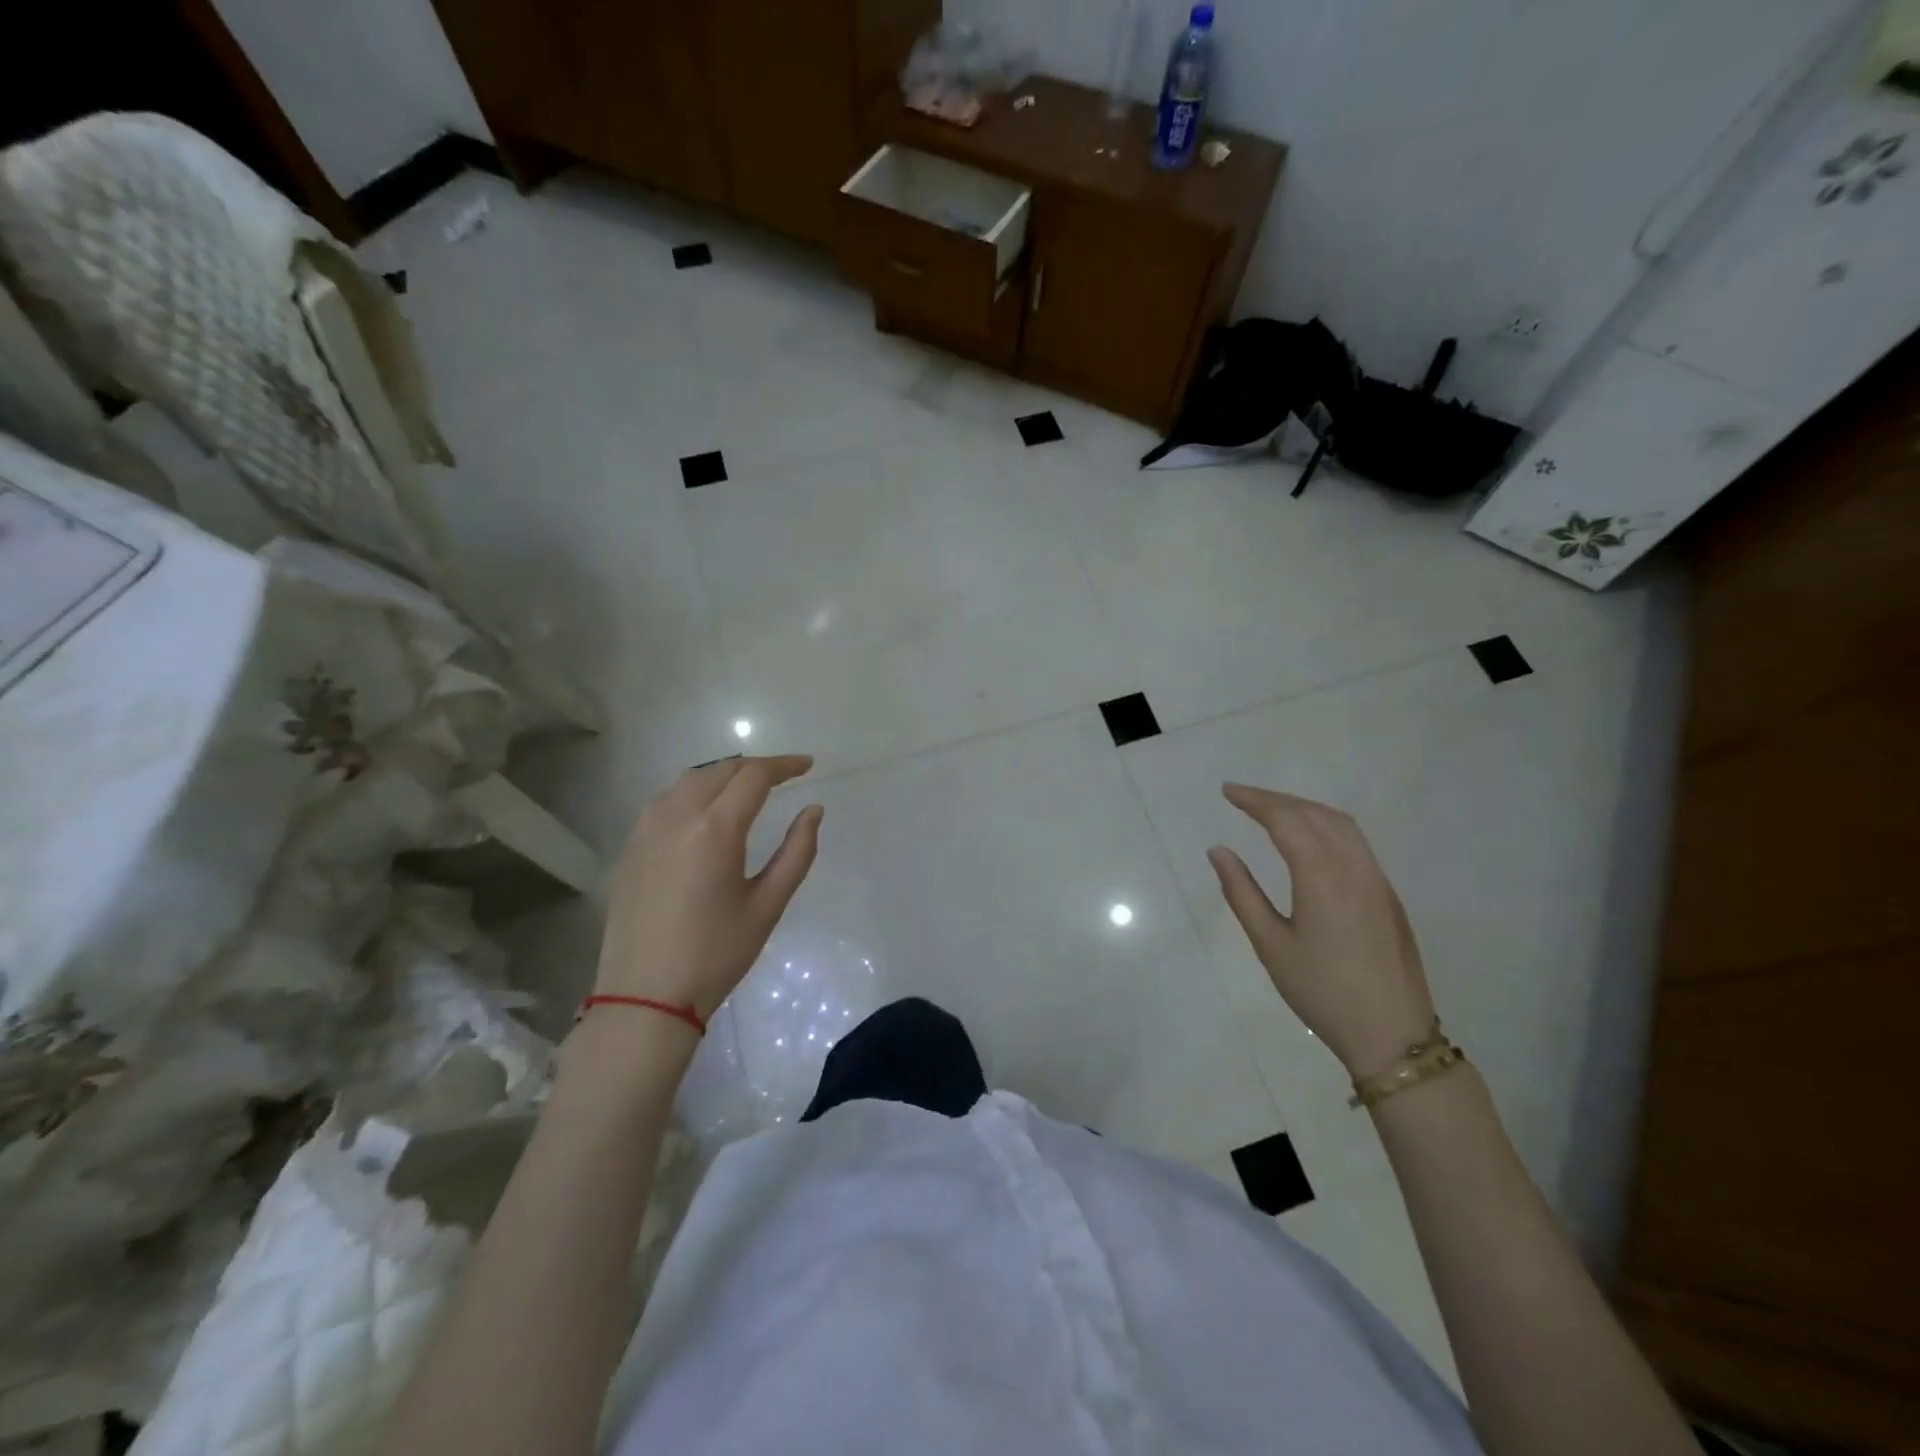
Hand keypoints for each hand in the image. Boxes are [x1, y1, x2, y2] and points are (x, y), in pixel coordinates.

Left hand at [594, 755, 822, 1019]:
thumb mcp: (768, 904)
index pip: (753, 776)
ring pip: (689, 780)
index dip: (784, 765)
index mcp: (714, 829)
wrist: (644, 996)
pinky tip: (706, 811)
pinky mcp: (630, 847)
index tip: (807, 765)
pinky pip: (665, 800)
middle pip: (720, 770)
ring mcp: (646, 829)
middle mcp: (676, 816)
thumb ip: (797, 851)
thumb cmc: (716, 954)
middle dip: (755, 767)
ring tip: (748, 788)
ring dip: (723, 775)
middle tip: (783, 776)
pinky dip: (694, 792)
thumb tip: (813, 810)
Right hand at [1208, 783, 1435, 1079]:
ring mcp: (1376, 879)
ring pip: (1340, 824)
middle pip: (1314, 814)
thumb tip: (1219, 851)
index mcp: (1322, 877)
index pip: (1286, 820)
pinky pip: (1355, 841)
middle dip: (1276, 799)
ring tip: (1271, 810)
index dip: (1255, 801)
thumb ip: (1242, 893)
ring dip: (1304, 808)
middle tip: (1242, 796)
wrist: (1392, 1034)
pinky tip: (1308, 838)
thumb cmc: (1321, 991)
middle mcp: (1354, 867)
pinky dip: (1325, 824)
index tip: (1228, 791)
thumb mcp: (1270, 944)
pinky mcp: (1386, 894)